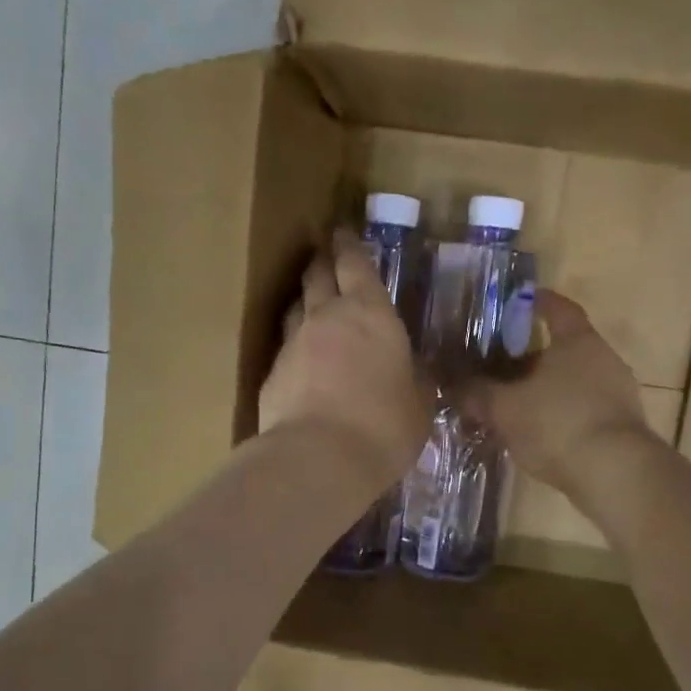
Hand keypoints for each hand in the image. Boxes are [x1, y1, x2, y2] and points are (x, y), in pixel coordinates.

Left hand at [259, 230, 429, 491]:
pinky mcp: (271, 375)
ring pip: (295, 308)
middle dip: (322, 262)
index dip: (349, 246)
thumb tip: (413, 372)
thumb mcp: (419, 404)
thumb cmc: (384, 426)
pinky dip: (295, 349)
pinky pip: (284, 350)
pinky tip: (302, 364)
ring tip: (311, 305)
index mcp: (371, 314)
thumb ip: (415, 380)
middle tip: (326, 257)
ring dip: (304, 302)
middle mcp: (326, 318)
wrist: (319, 458)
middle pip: (317, 276)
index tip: (343, 232)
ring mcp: (292, 344)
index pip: (355, 264)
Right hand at [463, 290, 657, 501]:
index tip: (520, 300)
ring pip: (575, 381)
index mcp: (578, 342)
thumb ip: (477, 394)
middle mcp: (604, 359)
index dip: (538, 302)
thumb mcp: (505, 409)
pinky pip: (585, 409)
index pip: (559, 309)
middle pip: (566, 347)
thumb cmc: (558, 425)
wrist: (616, 475)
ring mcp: (619, 394)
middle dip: (534, 355)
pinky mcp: (623, 426)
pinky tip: (541, 433)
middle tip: (502, 364)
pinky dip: (563, 414)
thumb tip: (452, 384)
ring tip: (517, 403)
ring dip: (548, 388)